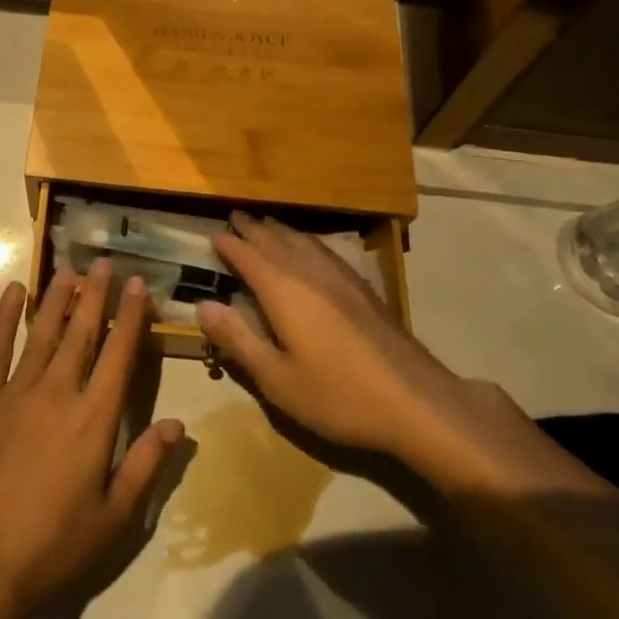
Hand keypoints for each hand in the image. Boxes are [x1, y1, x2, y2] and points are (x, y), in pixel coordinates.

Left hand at [0, 262, 183, 618]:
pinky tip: (15, 292)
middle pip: (82, 333)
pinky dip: (5, 317)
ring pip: (44, 332)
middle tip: (105, 262)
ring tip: (70, 270)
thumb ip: (146, 464)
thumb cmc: (54, 545)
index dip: (130, 317)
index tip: (137, 285)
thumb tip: (178, 425)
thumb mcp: (114, 516)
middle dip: (97, 295)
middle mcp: (59, 392)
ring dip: (59, 298)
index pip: (119, 355)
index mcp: (94, 419)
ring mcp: (16, 391)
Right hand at [196, 212, 449, 456]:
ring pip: (304, 242)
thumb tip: (203, 305)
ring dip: (281, 231)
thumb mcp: (277, 378)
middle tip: (236, 216)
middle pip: (276, 241)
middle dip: (253, 229)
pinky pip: (326, 251)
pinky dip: (308, 242)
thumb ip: (238, 339)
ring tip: (267, 224)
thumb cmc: (338, 395)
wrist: (416, 402)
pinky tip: (312, 250)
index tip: (214, 235)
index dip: (230, 245)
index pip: (249, 257)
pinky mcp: (365, 290)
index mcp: (284, 291)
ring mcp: (342, 278)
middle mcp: (311, 274)